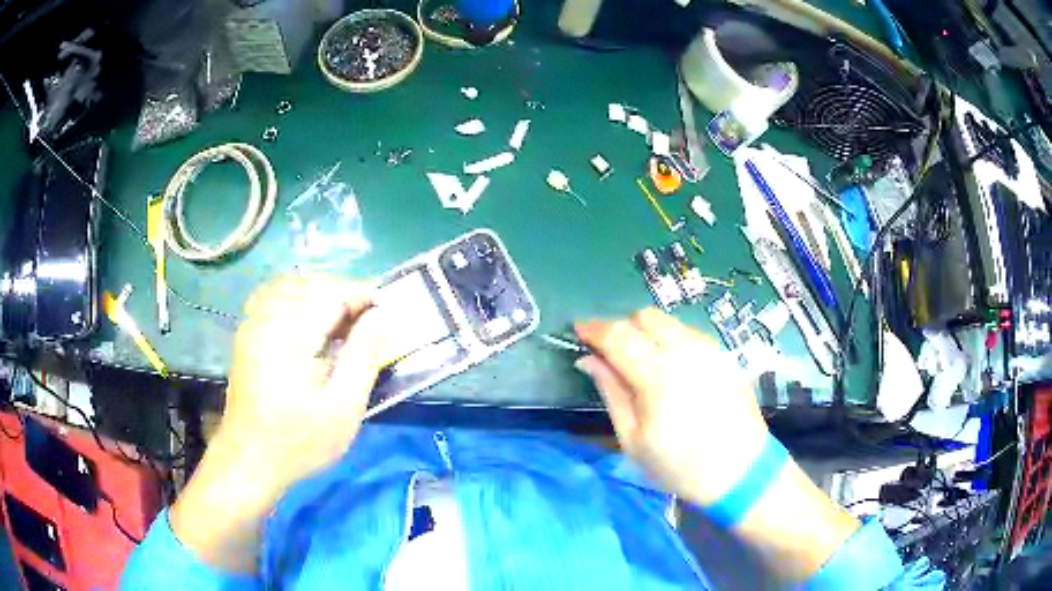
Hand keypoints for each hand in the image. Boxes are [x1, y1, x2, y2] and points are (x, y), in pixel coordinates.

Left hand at [219, 274, 391, 493]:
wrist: (249, 460)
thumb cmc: (299, 441)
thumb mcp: (343, 408)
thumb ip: (364, 357)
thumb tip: (382, 317)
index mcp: (290, 335)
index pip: (332, 293)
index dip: (362, 295)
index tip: (385, 311)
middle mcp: (267, 318)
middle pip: (311, 284)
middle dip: (343, 294)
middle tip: (367, 322)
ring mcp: (253, 323)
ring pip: (291, 286)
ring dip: (321, 295)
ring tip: (341, 322)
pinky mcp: (247, 333)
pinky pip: (274, 297)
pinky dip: (297, 299)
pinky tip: (309, 323)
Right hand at [575, 308, 769, 505]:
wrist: (740, 472)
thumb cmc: (680, 466)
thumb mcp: (634, 440)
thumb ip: (611, 392)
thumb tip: (589, 359)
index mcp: (659, 376)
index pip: (618, 335)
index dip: (594, 328)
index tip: (578, 330)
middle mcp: (686, 352)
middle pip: (644, 316)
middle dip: (622, 327)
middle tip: (611, 353)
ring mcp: (709, 350)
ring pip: (668, 321)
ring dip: (646, 331)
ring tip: (641, 362)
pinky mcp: (723, 355)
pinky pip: (688, 333)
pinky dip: (670, 339)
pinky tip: (670, 368)